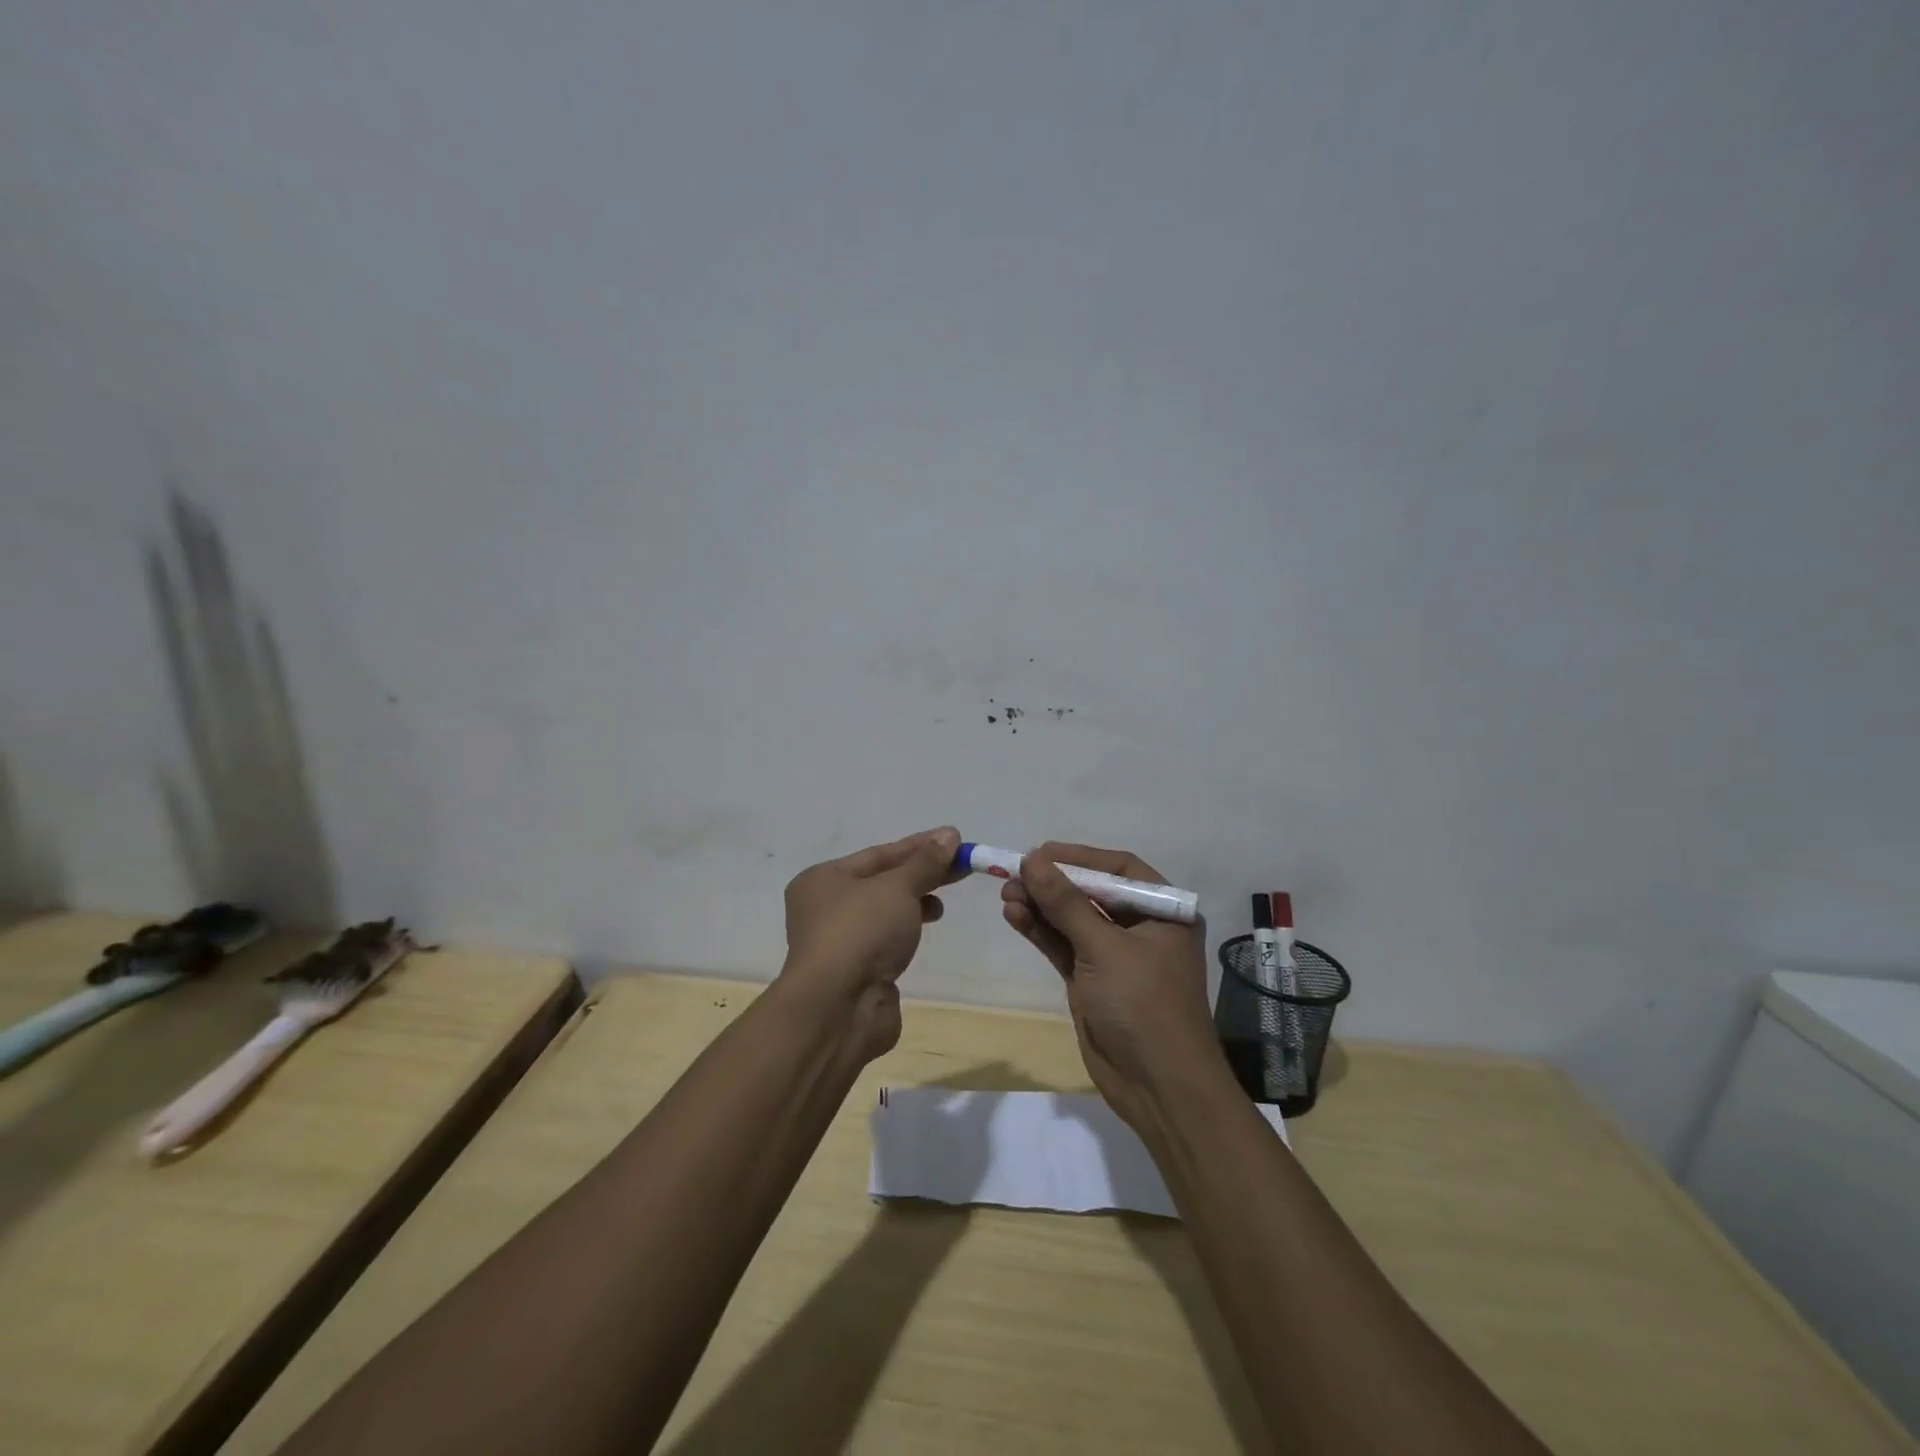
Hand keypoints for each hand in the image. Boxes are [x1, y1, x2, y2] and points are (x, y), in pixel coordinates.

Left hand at [777, 826, 961, 1061]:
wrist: (838, 1009)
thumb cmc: (861, 932)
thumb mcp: (897, 887)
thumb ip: (925, 862)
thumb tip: (949, 835)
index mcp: (823, 880)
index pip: (879, 854)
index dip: (919, 846)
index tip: (954, 840)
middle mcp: (825, 907)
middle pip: (883, 881)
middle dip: (922, 873)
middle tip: (961, 866)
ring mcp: (840, 942)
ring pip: (885, 912)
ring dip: (915, 902)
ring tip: (942, 903)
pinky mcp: (857, 971)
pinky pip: (886, 939)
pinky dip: (907, 929)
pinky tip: (926, 927)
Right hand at [999, 842, 1224, 1128]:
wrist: (1158, 1087)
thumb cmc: (1143, 1005)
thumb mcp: (1104, 948)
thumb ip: (1065, 902)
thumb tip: (1032, 859)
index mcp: (1163, 912)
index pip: (1118, 869)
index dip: (1078, 857)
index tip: (1039, 853)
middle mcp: (1141, 927)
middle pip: (1090, 892)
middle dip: (1052, 883)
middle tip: (1013, 874)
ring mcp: (1114, 955)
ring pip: (1071, 919)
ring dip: (1040, 906)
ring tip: (1005, 892)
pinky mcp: (1091, 980)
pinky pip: (1063, 945)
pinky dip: (1040, 930)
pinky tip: (1013, 915)